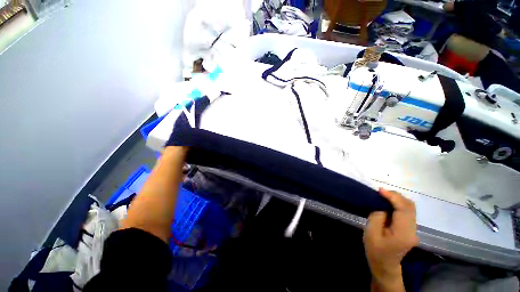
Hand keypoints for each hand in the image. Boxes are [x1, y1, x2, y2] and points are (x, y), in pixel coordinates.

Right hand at [363, 189, 418, 291]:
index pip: (404, 209)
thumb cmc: (375, 250)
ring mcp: (413, 229)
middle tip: (380, 192)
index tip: (380, 190)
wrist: (385, 264)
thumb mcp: (370, 233)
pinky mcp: (410, 228)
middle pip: (410, 206)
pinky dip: (398, 204)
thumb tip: (381, 203)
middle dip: (396, 196)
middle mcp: (413, 230)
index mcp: (403, 233)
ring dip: (397, 199)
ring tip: (383, 196)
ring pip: (410, 207)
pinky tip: (388, 203)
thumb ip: (377, 216)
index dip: (393, 197)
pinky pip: (407, 211)